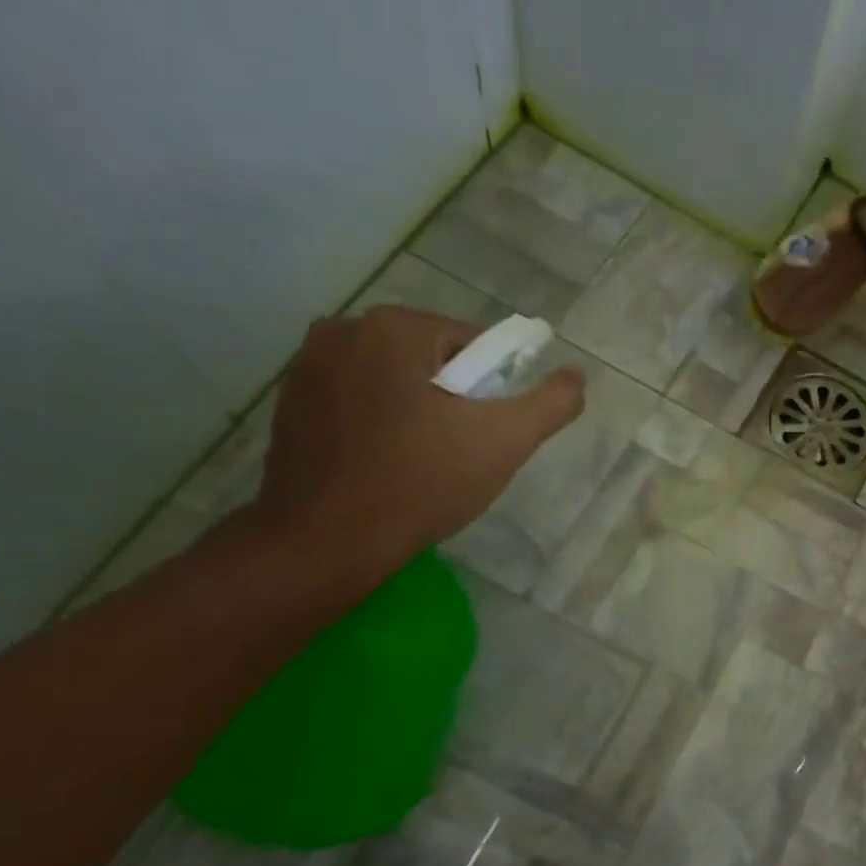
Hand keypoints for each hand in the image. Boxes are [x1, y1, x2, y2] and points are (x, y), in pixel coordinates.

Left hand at [255, 305, 583, 571]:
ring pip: (392, 380)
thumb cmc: (423, 482)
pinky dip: (380, 423)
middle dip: (453, 399)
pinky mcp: (289, 404)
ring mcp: (306, 366)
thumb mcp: (505, 441)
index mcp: (394, 327)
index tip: (490, 432)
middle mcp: (342, 330)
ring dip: (417, 410)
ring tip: (425, 461)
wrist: (329, 539)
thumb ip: (550, 403)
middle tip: (462, 451)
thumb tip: (576, 376)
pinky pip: (357, 401)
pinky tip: (388, 464)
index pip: (472, 344)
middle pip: (430, 360)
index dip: (493, 389)